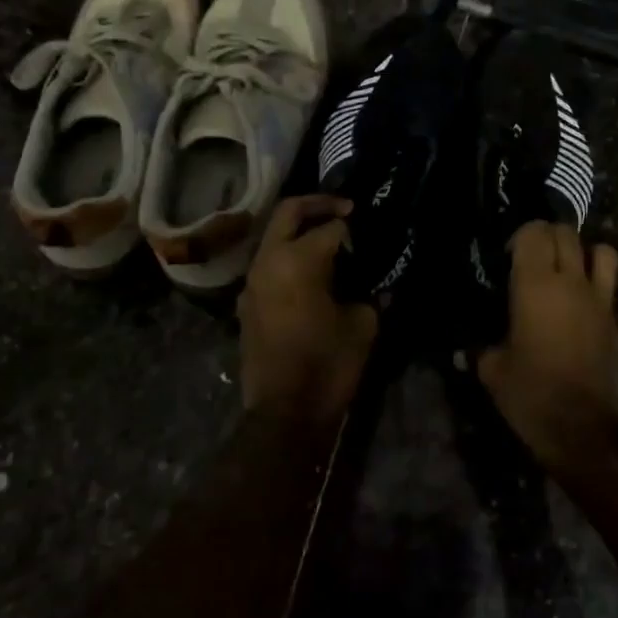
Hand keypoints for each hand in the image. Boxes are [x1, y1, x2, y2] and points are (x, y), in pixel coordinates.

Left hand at [238, 196, 378, 421]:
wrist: (284, 413)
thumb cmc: (328, 365)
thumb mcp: (363, 325)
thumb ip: (367, 293)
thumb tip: (366, 284)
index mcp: (299, 260)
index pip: (330, 227)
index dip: (353, 224)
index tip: (370, 226)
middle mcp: (268, 261)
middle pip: (289, 213)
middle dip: (317, 204)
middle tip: (344, 208)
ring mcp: (252, 282)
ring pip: (273, 237)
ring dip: (299, 230)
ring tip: (329, 240)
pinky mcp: (247, 303)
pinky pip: (268, 264)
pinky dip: (288, 257)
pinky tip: (310, 274)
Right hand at [477, 222, 617, 470]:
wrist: (581, 427)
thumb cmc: (529, 393)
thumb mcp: (492, 369)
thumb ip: (481, 347)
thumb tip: (469, 345)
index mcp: (535, 285)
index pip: (534, 232)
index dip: (520, 235)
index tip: (507, 256)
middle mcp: (571, 282)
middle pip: (566, 233)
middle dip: (548, 236)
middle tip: (532, 258)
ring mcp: (599, 300)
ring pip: (601, 251)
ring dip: (583, 252)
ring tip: (566, 270)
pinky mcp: (615, 321)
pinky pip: (610, 287)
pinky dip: (598, 285)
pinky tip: (581, 305)